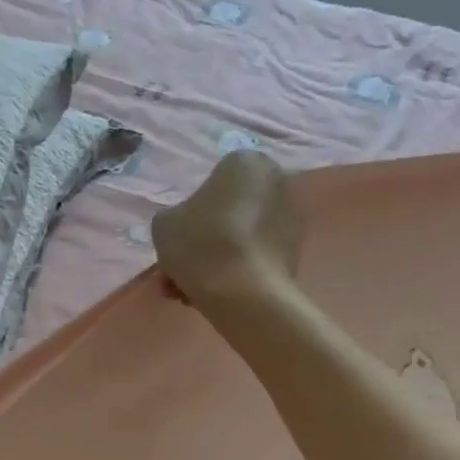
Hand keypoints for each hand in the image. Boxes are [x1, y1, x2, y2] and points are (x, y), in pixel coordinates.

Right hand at [151, 151, 301, 313]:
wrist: (245, 294)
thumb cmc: (202, 245)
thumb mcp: (164, 224)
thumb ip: (174, 217)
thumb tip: (186, 226)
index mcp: (246, 162)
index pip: (210, 184)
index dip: (188, 214)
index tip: (177, 240)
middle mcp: (277, 183)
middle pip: (226, 214)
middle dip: (202, 243)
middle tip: (178, 270)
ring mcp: (291, 220)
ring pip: (239, 240)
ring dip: (214, 262)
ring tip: (187, 292)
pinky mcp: (295, 253)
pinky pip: (254, 259)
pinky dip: (234, 274)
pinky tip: (211, 297)